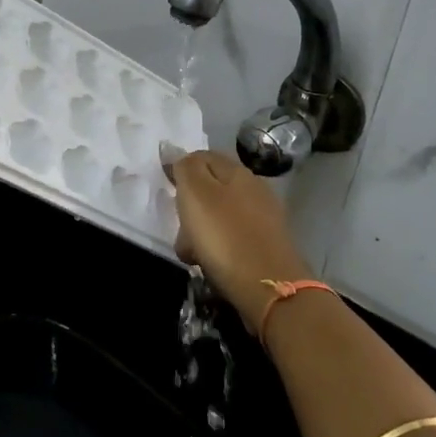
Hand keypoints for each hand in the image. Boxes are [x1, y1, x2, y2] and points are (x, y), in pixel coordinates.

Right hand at [167, 150, 308, 329]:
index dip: (181, 168)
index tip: (166, 188)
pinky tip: (212, 263)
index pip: (202, 156)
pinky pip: (232, 237)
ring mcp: (264, 218)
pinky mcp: (267, 245)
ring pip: (220, 215)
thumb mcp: (196, 193)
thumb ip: (185, 167)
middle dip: (190, 204)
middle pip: (211, 187)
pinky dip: (218, 247)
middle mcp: (254, 188)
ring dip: (201, 230)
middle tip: (179, 225)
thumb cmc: (225, 236)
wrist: (269, 288)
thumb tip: (173, 149)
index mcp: (236, 171)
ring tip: (192, 252)